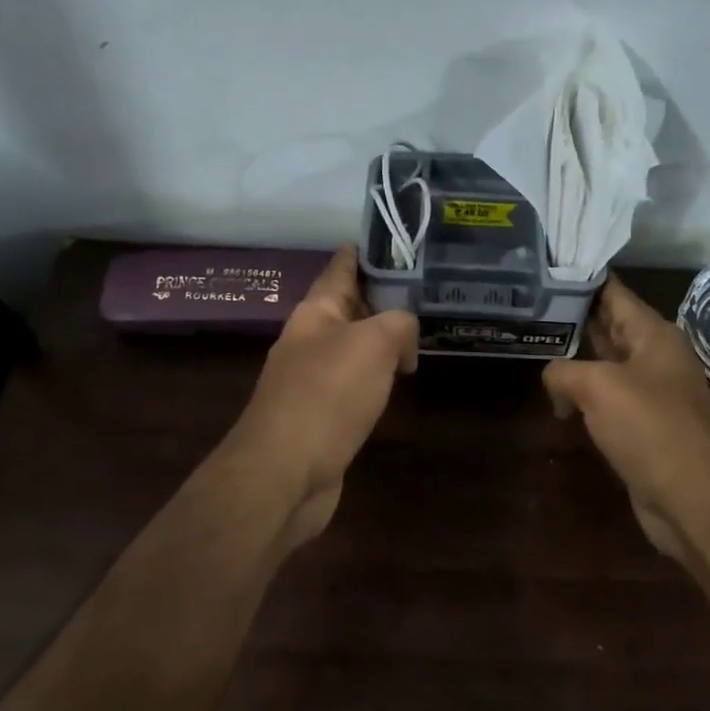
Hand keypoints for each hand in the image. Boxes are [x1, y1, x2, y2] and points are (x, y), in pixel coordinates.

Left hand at [233, 246, 418, 543]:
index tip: (394, 238)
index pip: (342, 267)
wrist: (285, 472)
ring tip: (418, 333)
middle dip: (382, 296)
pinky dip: (377, 376)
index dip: (366, 250)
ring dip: (381, 339)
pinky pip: (355, 383)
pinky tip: (397, 380)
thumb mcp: (373, 343)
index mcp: (316, 313)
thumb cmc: (327, 395)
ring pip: (354, 347)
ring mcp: (313, 380)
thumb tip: (404, 340)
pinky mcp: (322, 416)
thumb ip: (398, 324)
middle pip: (350, 307)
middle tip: (423, 288)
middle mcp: (311, 340)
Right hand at [543, 277, 709, 561]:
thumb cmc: (650, 428)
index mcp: (654, 335)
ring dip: (577, 358)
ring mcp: (651, 392)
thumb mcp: (598, 387)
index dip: (583, 279)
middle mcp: (655, 357)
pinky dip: (584, 394)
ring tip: (536, 345)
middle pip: (610, 326)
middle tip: (532, 304)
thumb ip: (564, 371)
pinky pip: (608, 398)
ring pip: (607, 364)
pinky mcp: (644, 425)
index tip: (548, 269)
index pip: (614, 293)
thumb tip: (554, 380)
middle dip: (575, 317)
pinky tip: (557, 398)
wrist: (692, 497)